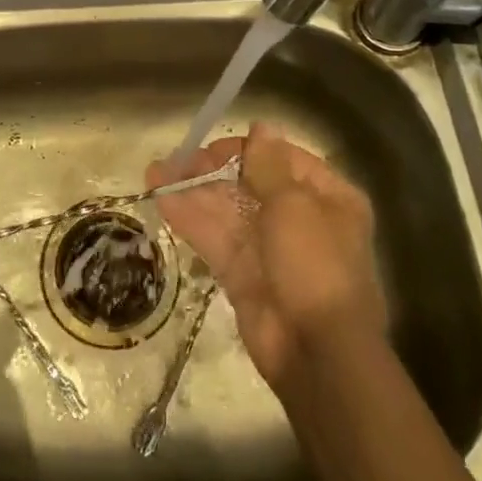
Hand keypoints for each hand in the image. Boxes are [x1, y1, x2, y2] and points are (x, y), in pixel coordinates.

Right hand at [147, 122, 385, 386]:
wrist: (317, 354)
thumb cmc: (315, 266)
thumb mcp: (294, 205)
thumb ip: (268, 165)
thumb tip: (260, 126)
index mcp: (327, 198)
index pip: (281, 159)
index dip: (245, 150)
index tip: (210, 148)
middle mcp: (300, 218)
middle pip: (249, 183)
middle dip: (210, 171)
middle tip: (174, 161)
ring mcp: (269, 248)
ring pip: (226, 210)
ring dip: (192, 192)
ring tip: (154, 175)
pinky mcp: (243, 274)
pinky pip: (215, 238)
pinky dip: (190, 219)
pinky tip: (162, 201)